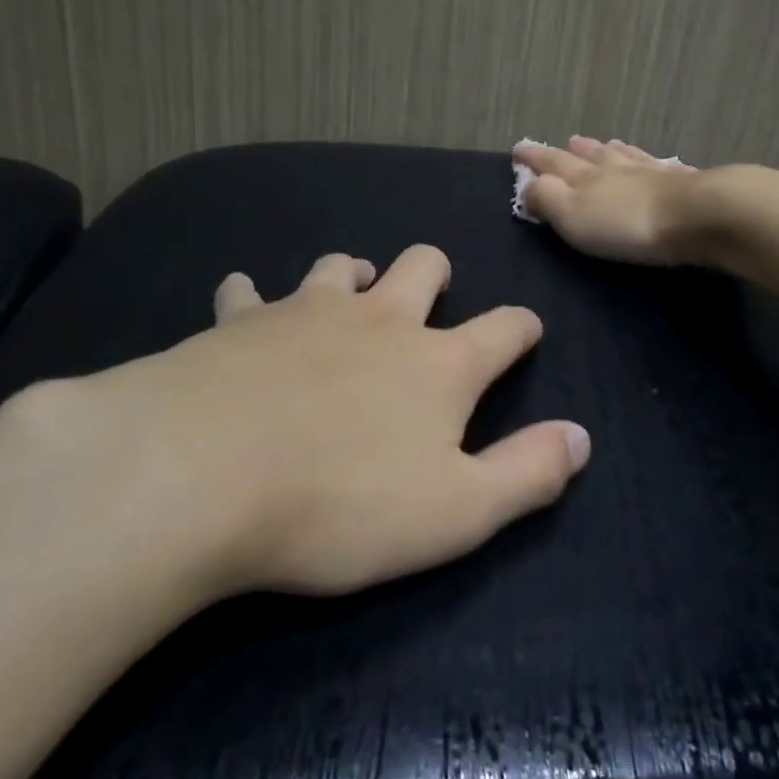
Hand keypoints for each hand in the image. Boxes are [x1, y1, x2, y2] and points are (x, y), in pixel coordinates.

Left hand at [2, 245, 589, 609]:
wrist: (198, 476)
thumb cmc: (339, 505)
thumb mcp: (455, 513)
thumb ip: (526, 473)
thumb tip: (580, 438)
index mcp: (439, 365)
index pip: (504, 328)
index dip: (521, 327)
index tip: (526, 332)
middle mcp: (380, 321)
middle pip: (422, 267)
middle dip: (435, 272)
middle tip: (432, 289)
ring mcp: (307, 311)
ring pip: (341, 266)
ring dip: (354, 272)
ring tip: (352, 286)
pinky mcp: (240, 321)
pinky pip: (248, 291)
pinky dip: (253, 295)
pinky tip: (245, 303)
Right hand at [513, 137, 700, 265]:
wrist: (695, 215)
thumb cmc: (626, 223)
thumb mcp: (572, 216)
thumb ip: (546, 199)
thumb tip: (527, 184)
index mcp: (583, 177)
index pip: (552, 163)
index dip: (534, 157)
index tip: (519, 149)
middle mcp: (613, 167)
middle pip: (587, 155)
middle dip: (570, 151)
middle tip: (563, 143)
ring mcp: (648, 171)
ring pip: (620, 155)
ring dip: (605, 150)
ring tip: (599, 144)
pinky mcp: (679, 181)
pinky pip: (654, 164)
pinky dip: (642, 158)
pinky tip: (649, 159)